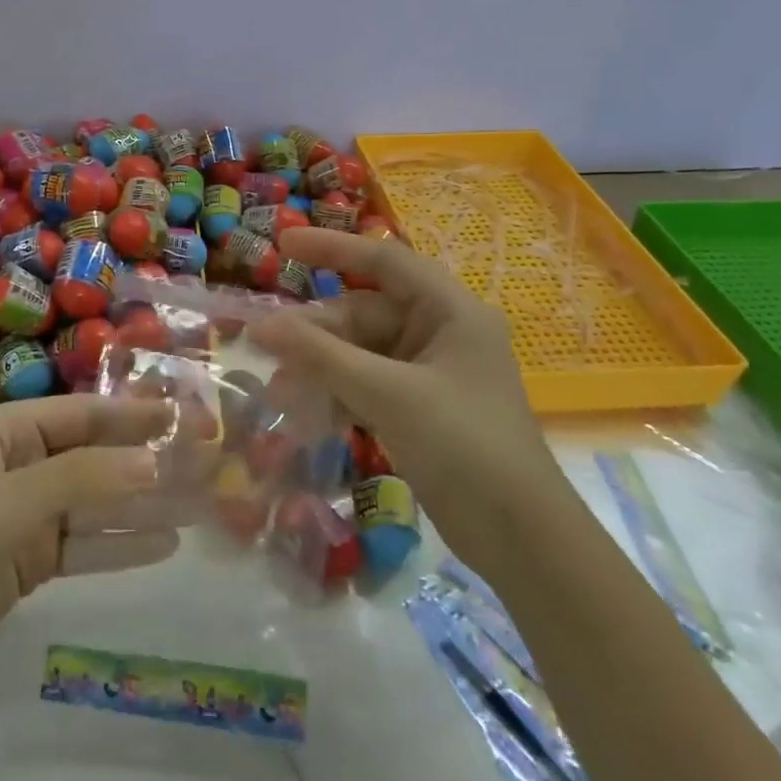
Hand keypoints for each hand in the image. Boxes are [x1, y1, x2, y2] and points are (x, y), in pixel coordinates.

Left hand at [0, 394, 179, 702]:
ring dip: (142, 504)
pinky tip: (164, 544)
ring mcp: (25, 515)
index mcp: (7, 432)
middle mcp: (20, 465)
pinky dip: (120, 544)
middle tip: (203, 459)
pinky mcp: (28, 561)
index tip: (182, 415)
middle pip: (94, 456)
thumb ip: (83, 479)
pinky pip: (84, 545)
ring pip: (95, 502)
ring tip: (197, 503)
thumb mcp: (11, 505)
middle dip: (145, 458)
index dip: (132, 413)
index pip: (82, 414)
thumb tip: (152, 460)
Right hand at [252, 227, 567, 563]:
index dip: (332, 248)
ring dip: (320, 368)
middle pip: (364, 314)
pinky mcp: (417, 408)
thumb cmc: (463, 445)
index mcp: (450, 311)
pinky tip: (305, 413)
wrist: (520, 538)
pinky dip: (336, 394)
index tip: (282, 242)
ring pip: (359, 353)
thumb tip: (260, 326)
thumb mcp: (388, 394)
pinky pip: (365, 384)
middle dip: (316, 332)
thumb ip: (321, 356)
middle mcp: (439, 333)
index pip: (384, 262)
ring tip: (279, 391)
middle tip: (267, 348)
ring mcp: (428, 373)